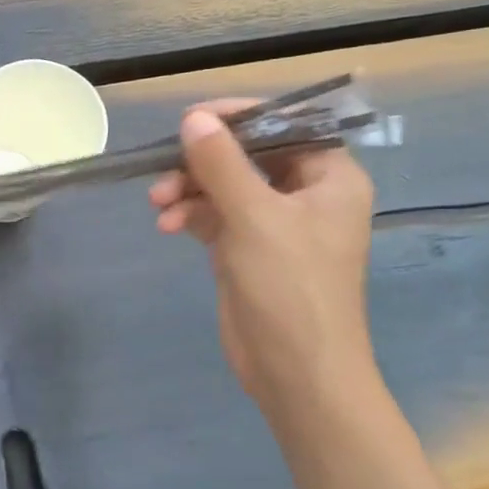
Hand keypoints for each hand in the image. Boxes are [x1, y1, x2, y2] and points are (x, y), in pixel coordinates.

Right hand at [148, 103, 375, 411]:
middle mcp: (304, 194)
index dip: (240, 117)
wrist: (295, 370)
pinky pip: (213, 214)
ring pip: (224, 185)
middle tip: (165, 168)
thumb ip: (221, 163)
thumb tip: (193, 118)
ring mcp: (274, 223)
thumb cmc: (290, 286)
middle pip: (247, 155)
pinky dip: (190, 214)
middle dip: (202, 161)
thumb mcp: (254, 217)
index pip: (286, 125)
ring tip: (158, 204)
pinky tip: (167, 226)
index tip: (192, 119)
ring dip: (188, 189)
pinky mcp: (246, 248)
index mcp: (329, 178)